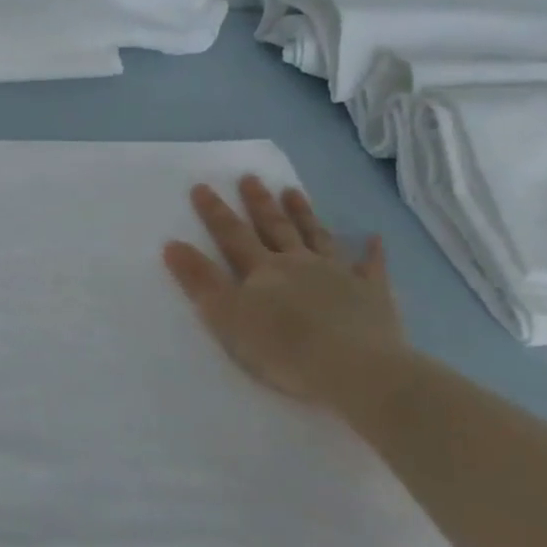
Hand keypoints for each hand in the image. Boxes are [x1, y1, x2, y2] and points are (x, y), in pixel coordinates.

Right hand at [163, 176, 408, 404]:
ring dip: (304, 214)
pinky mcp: (373, 295)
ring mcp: (339, 275)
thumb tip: (172, 243)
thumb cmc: (282, 347)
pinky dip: (372, 252)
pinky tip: (374, 238)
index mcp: (262, 270)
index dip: (215, 212)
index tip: (202, 186)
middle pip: (275, 228)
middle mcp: (298, 263)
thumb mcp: (226, 316)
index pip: (232, 234)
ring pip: (318, 237)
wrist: (355, 369)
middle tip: (251, 177)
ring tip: (294, 192)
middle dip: (260, 203)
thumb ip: (199, 280)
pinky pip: (372, 267)